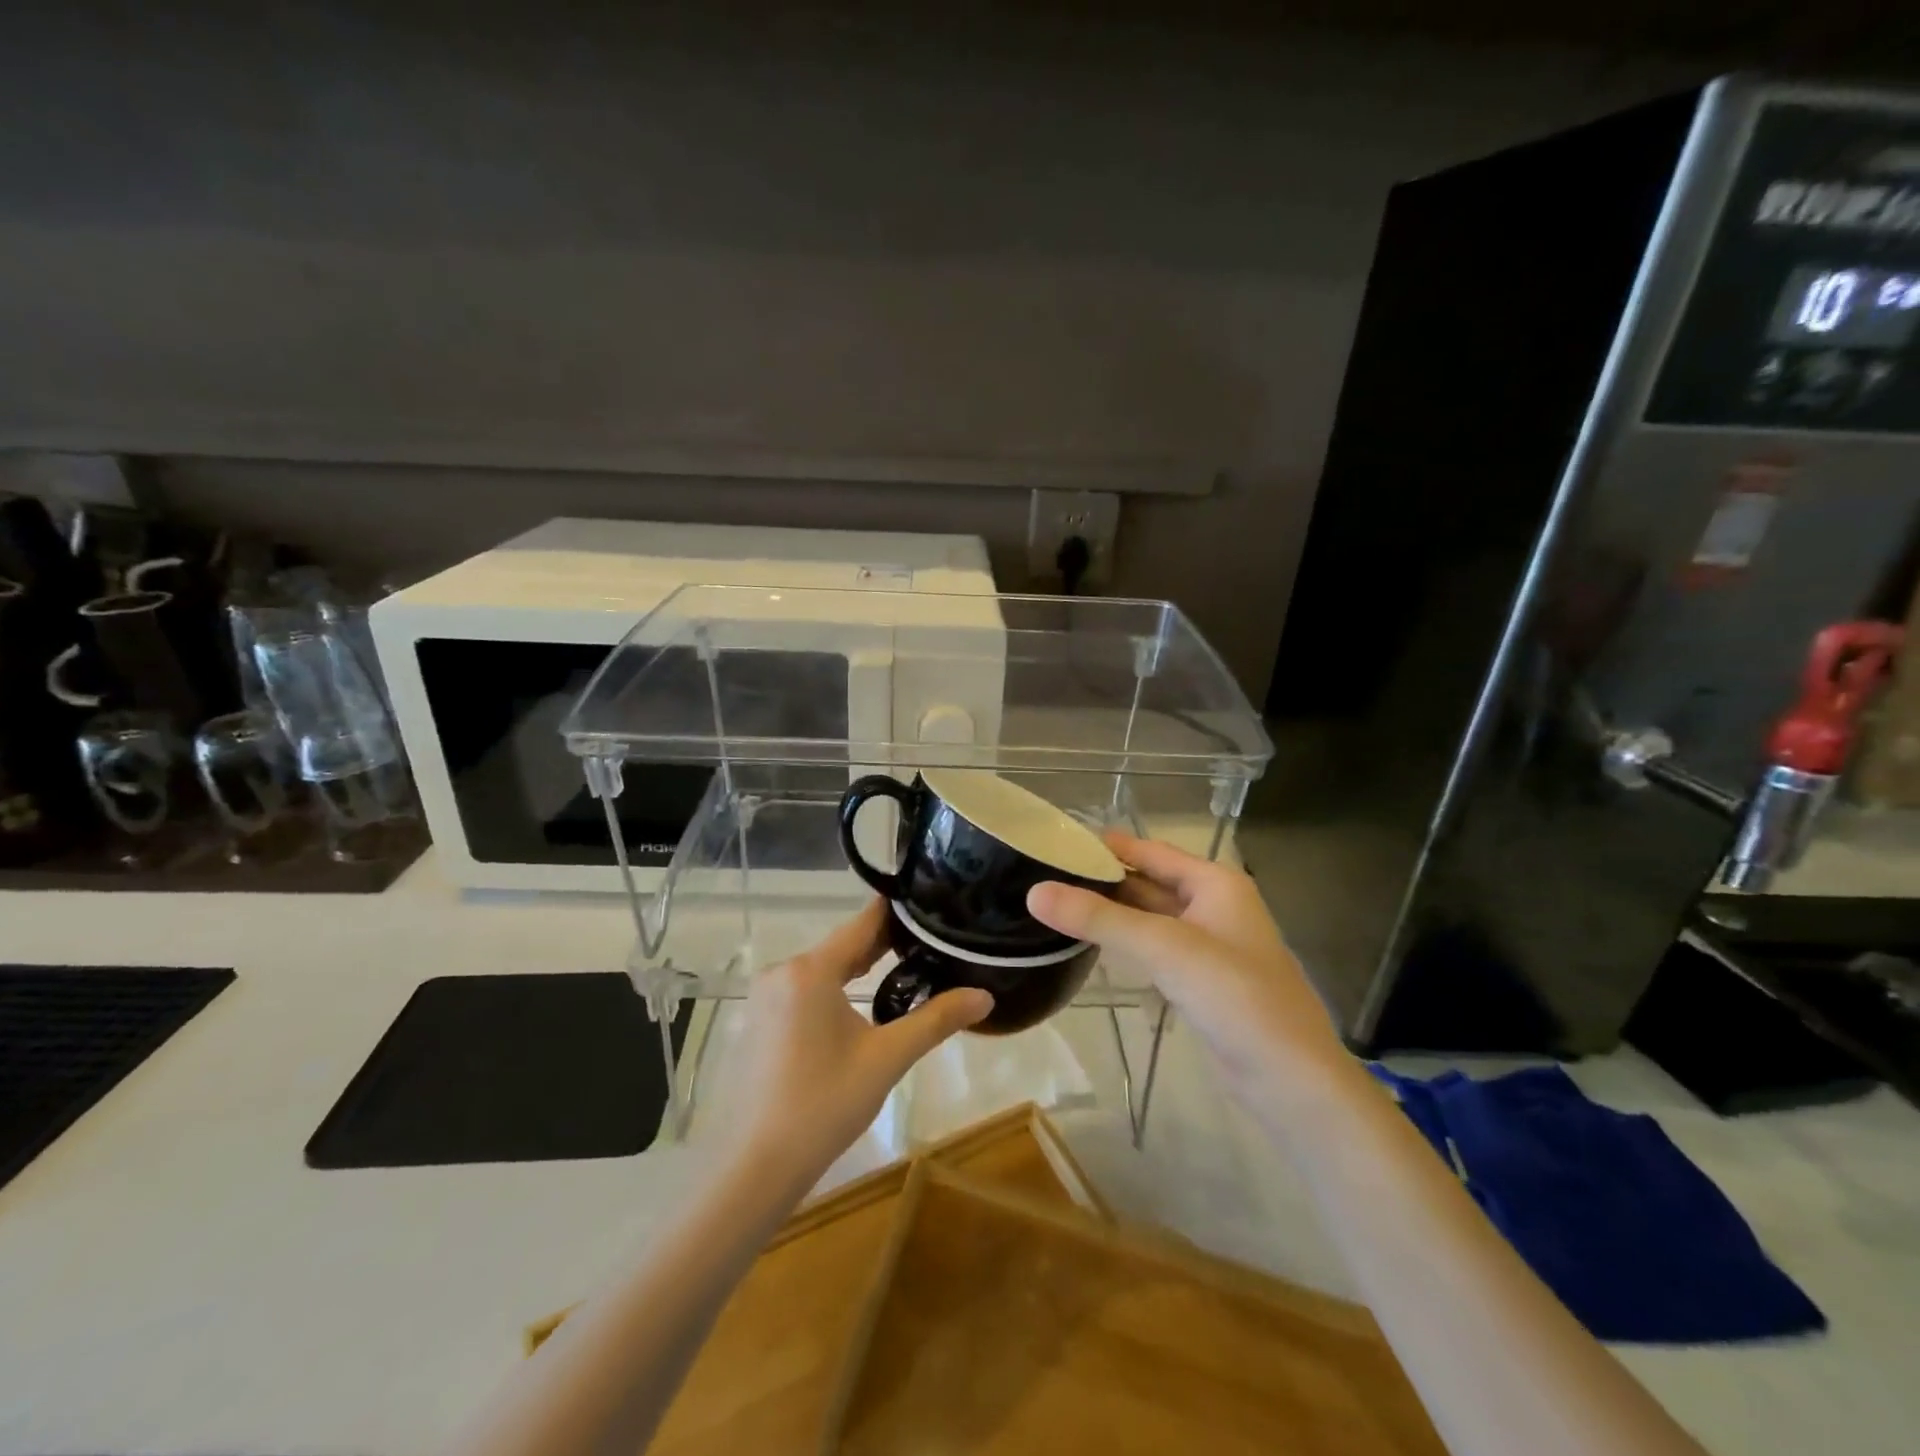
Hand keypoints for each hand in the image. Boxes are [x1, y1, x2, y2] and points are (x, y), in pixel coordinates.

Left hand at [712, 900, 992, 1192]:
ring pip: (824, 968)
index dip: (898, 912)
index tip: (932, 904)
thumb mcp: (887, 1058)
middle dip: (885, 943)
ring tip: (907, 968)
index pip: (863, 922)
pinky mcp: (760, 1020)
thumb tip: (985, 996)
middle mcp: (783, 971)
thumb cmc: (824, 1105)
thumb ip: (936, 1020)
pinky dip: (835, 989)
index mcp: (811, 970)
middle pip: (843, 945)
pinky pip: (805, 989)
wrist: (755, 1166)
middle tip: (932, 942)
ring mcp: (765, 996)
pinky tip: (860, 1004)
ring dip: (860, 967)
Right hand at [1027, 831, 1346, 1103]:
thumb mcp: (1165, 948)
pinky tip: (1092, 944)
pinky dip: (1126, 942)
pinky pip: (1156, 949)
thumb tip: (1034, 891)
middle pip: (1149, 882)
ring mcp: (1209, 946)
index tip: (1056, 839)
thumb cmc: (1236, 997)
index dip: (1106, 845)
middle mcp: (1214, 905)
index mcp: (1215, 883)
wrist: (1291, 1081)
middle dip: (1103, 879)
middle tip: (1046, 874)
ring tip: (1058, 903)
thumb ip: (1100, 918)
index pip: (1150, 850)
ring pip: (1150, 918)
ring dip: (1112, 912)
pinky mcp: (1202, 981)